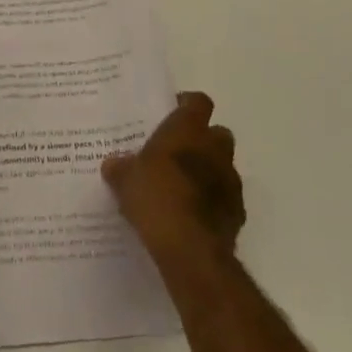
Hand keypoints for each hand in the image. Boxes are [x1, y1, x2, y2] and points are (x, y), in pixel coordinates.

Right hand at [103, 91, 244, 273]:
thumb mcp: (125, 180)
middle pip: (217, 133)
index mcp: (188, 130)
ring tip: (183, 187)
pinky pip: (226, 198)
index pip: (198, 102)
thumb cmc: (156, 198)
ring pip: (223, 166)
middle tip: (177, 152)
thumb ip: (120, 168)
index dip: (187, 105)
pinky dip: (214, 201)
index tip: (171, 114)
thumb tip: (113, 164)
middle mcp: (214, 148)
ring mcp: (230, 180)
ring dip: (209, 172)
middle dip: (202, 140)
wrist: (190, 250)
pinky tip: (193, 215)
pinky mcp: (238, 212)